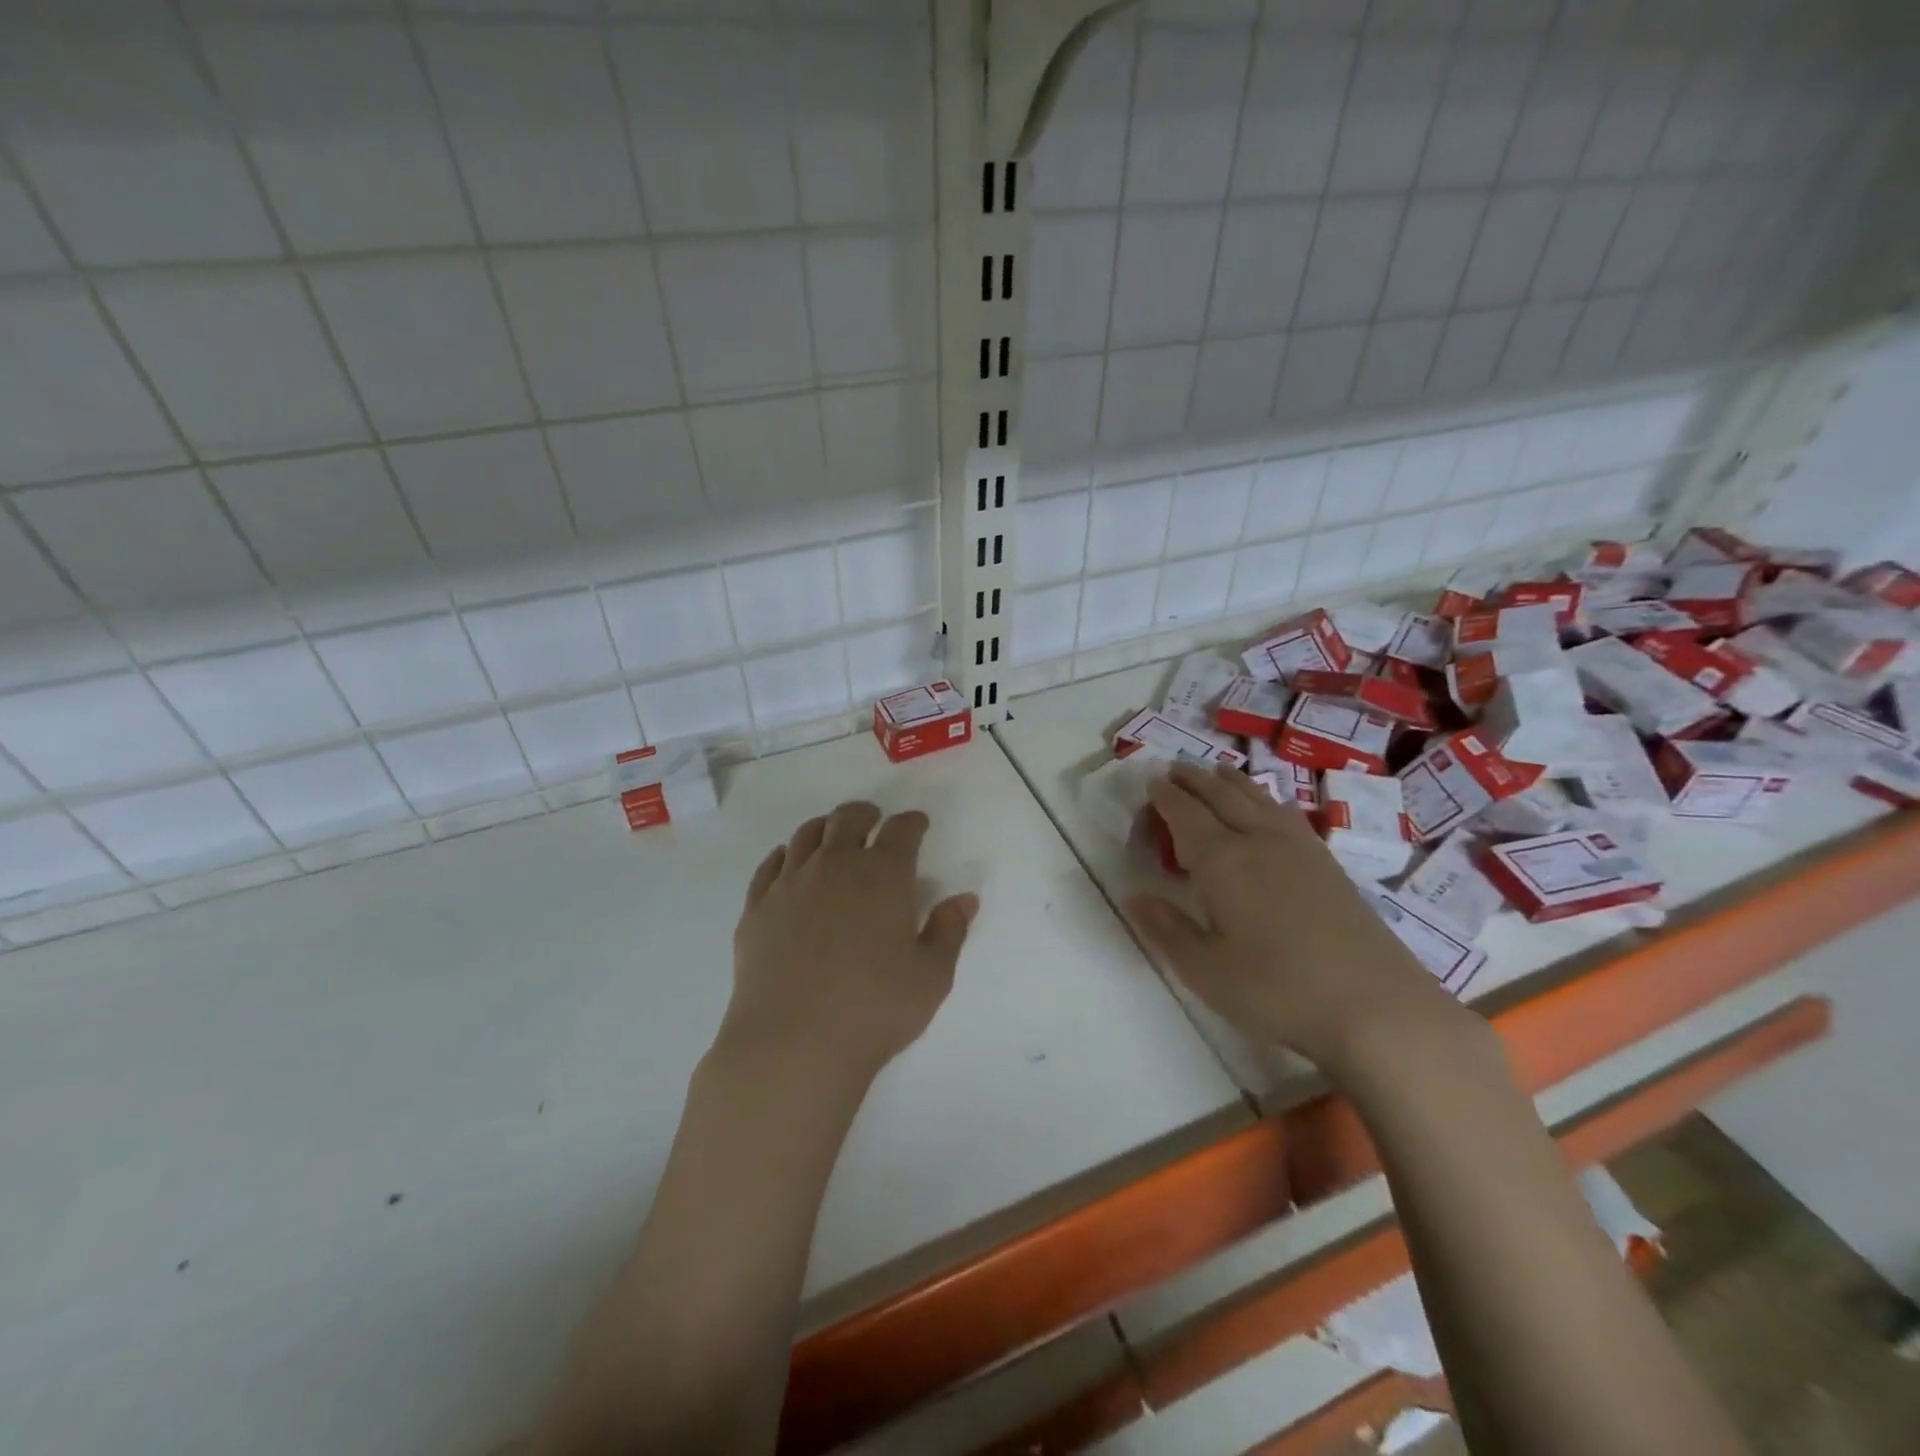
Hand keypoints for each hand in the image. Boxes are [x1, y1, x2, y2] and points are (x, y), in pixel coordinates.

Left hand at [723, 800, 978, 1084]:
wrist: (792, 1043)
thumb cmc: (874, 1009)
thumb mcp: (931, 976)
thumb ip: (949, 931)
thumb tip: (964, 898)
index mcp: (883, 875)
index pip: (901, 831)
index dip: (913, 823)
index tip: (918, 824)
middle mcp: (835, 865)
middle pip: (849, 819)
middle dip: (866, 814)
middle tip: (874, 819)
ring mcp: (790, 883)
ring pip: (807, 835)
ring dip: (826, 827)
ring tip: (833, 834)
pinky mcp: (757, 907)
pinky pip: (770, 864)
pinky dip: (785, 854)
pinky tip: (789, 862)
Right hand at [1124, 762, 1471, 1075]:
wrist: (1378, 1008)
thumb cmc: (1278, 990)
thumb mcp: (1206, 970)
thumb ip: (1167, 929)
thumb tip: (1133, 895)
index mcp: (1222, 861)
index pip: (1186, 814)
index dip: (1166, 796)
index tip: (1151, 782)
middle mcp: (1259, 841)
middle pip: (1222, 796)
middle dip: (1195, 779)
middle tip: (1175, 768)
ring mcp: (1300, 849)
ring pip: (1258, 799)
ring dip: (1232, 782)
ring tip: (1217, 772)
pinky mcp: (1329, 865)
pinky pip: (1287, 814)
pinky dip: (1267, 800)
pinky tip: (1272, 807)